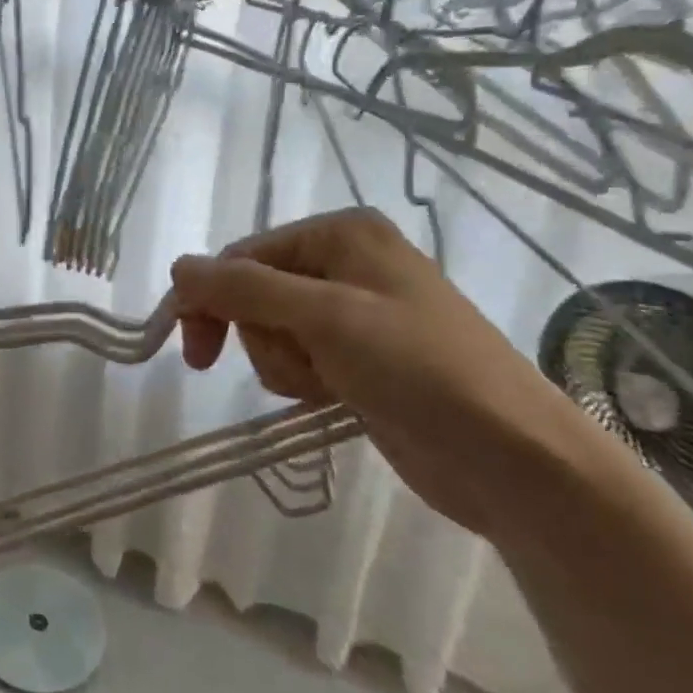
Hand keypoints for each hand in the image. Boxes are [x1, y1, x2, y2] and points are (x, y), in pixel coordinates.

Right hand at [171, 208, 612, 540]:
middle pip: (254, 292)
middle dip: (262, 336)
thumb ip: (243, 288)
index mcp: (341, 233)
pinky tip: (336, 397)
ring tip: (329, 385)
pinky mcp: (359, 357)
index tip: (195, 353)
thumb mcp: (325, 318)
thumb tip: (177, 268)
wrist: (515, 459)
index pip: (243, 256)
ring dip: (285, 363)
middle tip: (291, 371)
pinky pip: (298, 357)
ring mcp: (354, 312)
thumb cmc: (421, 369)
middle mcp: (345, 262)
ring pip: (271, 330)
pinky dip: (303, 378)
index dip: (211, 299)